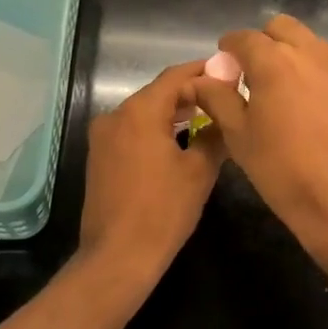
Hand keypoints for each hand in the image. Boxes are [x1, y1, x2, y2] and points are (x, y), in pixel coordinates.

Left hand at [79, 60, 225, 277]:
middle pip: (158, 92)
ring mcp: (103, 137)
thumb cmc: (163, 210)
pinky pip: (132, 130)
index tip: (228, 72)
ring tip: (207, 119)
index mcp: (140, 111)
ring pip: (144, 112)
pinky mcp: (99, 157)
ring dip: (173, 112)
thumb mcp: (199, 171)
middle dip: (190, 93)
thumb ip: (214, 134)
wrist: (117, 257)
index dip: (203, 71)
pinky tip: (179, 141)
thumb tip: (226, 115)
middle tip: (223, 97)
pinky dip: (156, 129)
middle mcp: (116, 116)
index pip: (175, 76)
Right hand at [191, 16, 327, 252]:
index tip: (222, 68)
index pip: (243, 38)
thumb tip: (199, 80)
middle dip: (262, 43)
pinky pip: (326, 63)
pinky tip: (303, 103)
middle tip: (250, 75)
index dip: (228, 49)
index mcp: (274, 60)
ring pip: (307, 42)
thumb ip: (217, 98)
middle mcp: (308, 52)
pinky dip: (310, 70)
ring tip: (277, 89)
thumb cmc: (282, 168)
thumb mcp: (239, 134)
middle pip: (280, 28)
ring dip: (289, 53)